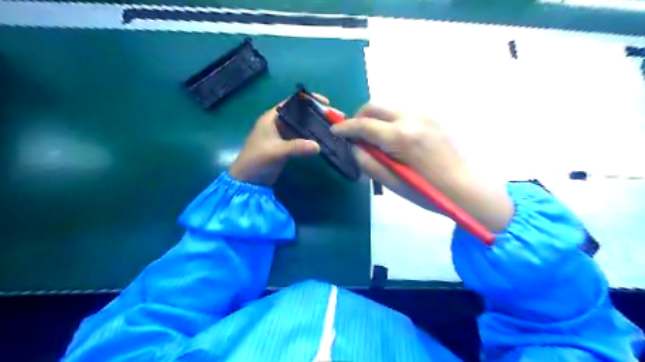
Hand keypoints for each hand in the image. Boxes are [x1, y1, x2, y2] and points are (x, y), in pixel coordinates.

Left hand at [229, 96, 324, 185]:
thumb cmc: (256, 161)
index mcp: (272, 117)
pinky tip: (324, 140)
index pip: (292, 102)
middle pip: (300, 114)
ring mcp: (283, 135)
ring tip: (333, 127)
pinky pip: (302, 138)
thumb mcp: (276, 152)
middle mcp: (279, 123)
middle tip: (335, 117)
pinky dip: (312, 138)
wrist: (248, 181)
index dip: (309, 100)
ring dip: (316, 126)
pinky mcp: (286, 146)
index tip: (326, 103)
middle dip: (317, 114)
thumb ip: (296, 147)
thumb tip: (318, 146)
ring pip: (302, 126)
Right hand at [333, 103, 514, 230]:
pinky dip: (389, 120)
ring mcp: (424, 114)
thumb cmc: (427, 191)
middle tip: (353, 135)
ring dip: (374, 118)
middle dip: (358, 117)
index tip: (335, 131)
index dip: (345, 127)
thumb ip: (367, 162)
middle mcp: (411, 118)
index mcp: (401, 136)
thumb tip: (354, 147)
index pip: (364, 125)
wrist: (465, 188)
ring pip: (388, 107)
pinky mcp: (431, 117)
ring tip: (372, 138)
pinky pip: (401, 112)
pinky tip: (391, 137)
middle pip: (374, 106)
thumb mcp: (392, 182)